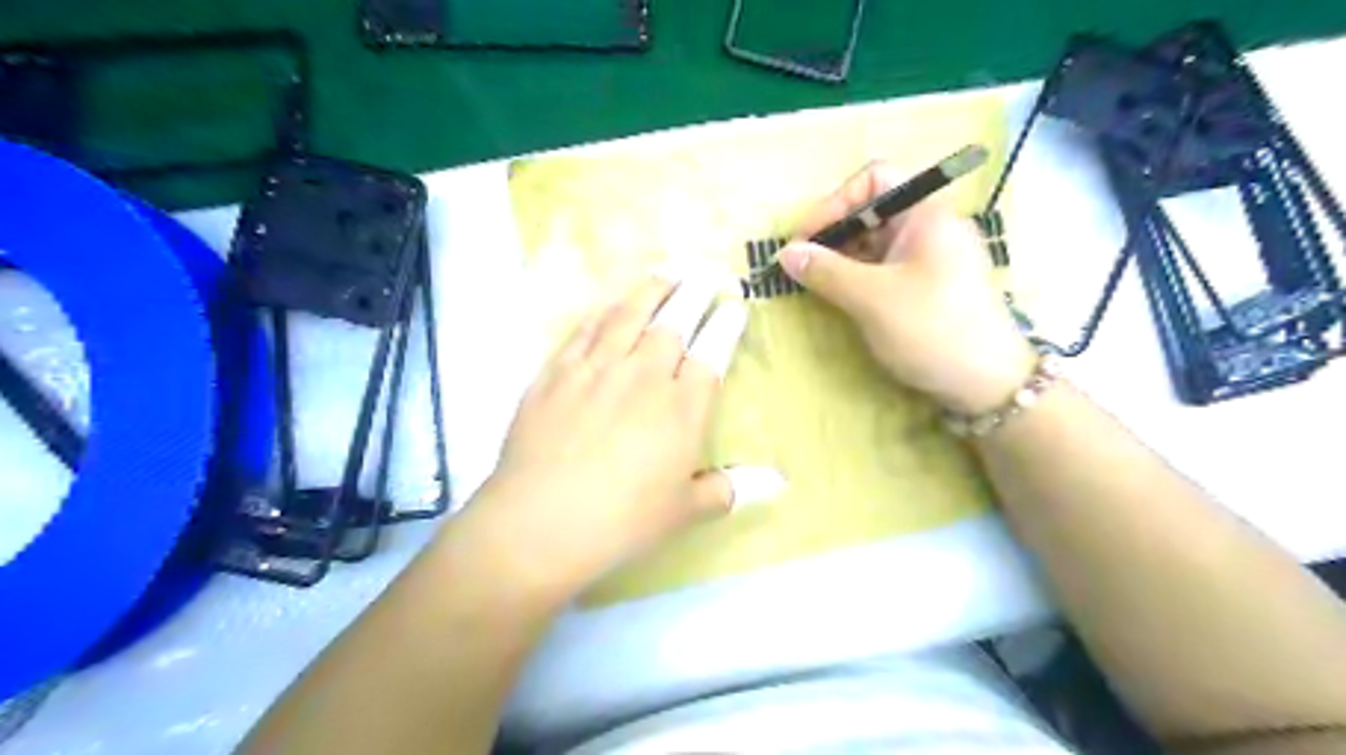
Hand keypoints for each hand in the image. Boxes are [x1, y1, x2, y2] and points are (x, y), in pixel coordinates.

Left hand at [453, 272, 780, 607]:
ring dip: (651, 290)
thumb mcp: (685, 511)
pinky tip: (608, 304)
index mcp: (682, 406)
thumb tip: (778, 483)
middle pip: (674, 321)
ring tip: (665, 272)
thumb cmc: (623, 520)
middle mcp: (643, 375)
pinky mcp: (556, 373)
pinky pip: (584, 330)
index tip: (736, 303)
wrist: (541, 521)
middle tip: (706, 271)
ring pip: (628, 315)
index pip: (713, 351)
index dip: (727, 323)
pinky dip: (601, 312)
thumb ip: (731, 489)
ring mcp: (596, 369)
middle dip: (695, 292)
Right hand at [773, 159, 1031, 415]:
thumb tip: (785, 254)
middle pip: (871, 211)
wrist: (988, 384)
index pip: (874, 179)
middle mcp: (929, 228)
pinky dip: (857, 278)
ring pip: (875, 243)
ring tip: (814, 285)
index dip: (834, 203)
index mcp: (926, 214)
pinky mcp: (926, 287)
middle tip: (802, 266)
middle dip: (832, 234)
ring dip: (841, 258)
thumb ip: (825, 271)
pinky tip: (839, 298)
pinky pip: (884, 269)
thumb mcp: (872, 298)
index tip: (805, 240)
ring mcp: (929, 259)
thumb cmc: (932, 329)